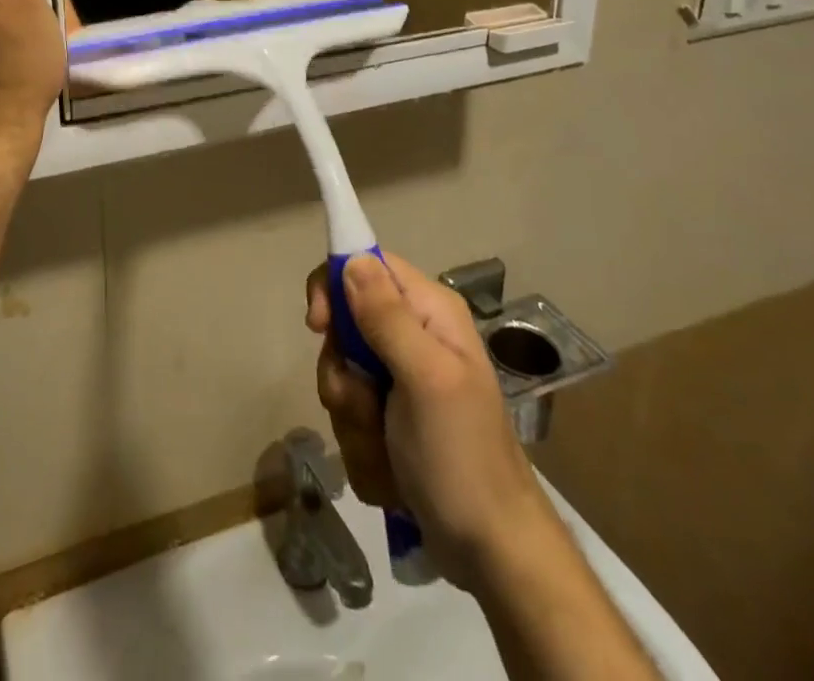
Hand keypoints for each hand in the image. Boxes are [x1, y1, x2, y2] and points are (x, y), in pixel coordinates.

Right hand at [305, 251, 543, 588]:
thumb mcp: (426, 379)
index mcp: (428, 311)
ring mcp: (401, 380)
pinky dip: (362, 446)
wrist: (494, 553)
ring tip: (387, 449)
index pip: (364, 265)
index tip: (319, 327)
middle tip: (368, 406)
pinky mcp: (391, 420)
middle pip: (344, 326)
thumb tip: (351, 259)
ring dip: (353, 419)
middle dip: (344, 374)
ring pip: (342, 376)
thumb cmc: (462, 457)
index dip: (333, 286)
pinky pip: (350, 416)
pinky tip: (391, 472)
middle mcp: (413, 335)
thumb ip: (387, 316)